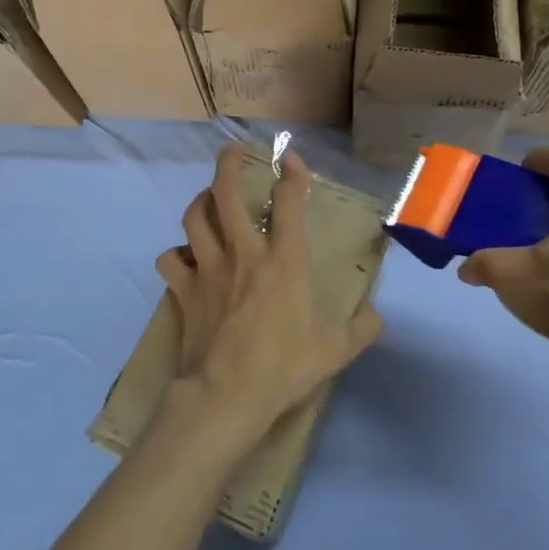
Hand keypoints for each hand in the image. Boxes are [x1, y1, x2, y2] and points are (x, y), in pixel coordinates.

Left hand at [154, 144, 383, 456]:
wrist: (226, 396)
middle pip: (226, 194)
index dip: (291, 176)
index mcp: (284, 262)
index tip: (291, 159)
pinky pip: (170, 260)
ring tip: (207, 200)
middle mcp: (243, 254)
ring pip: (194, 218)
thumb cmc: (283, 368)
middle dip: (228, 165)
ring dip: (200, 202)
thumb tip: (378, 317)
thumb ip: (360, 330)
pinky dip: (175, 255)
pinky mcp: (184, 291)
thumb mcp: (335, 351)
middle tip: (232, 153)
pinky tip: (184, 258)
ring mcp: (208, 269)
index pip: (288, 204)